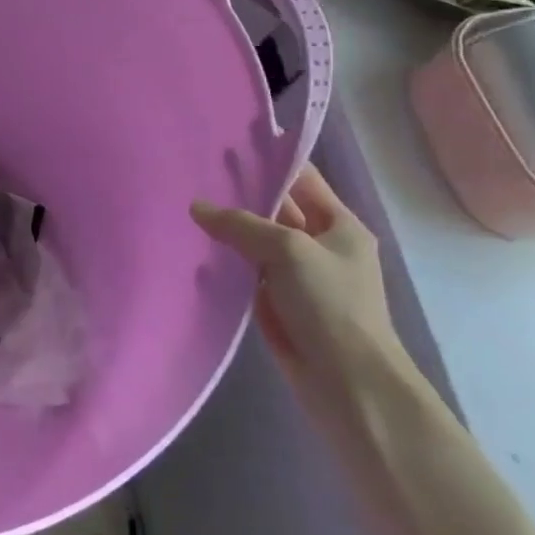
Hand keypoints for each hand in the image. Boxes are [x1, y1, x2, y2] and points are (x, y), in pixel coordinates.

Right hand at [192, 166, 403, 407]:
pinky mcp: (280, 304)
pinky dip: (227, 263)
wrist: (350, 385)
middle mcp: (320, 246)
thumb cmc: (331, 305)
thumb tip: (198, 206)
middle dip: (240, 196)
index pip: (302, 179)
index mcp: (339, 225)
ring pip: (258, 242)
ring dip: (229, 231)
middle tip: (193, 177)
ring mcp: (299, 277)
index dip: (268, 162)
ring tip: (184, 208)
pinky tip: (196, 250)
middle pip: (276, 209)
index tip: (224, 149)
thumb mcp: (288, 251)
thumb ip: (242, 224)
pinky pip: (249, 273)